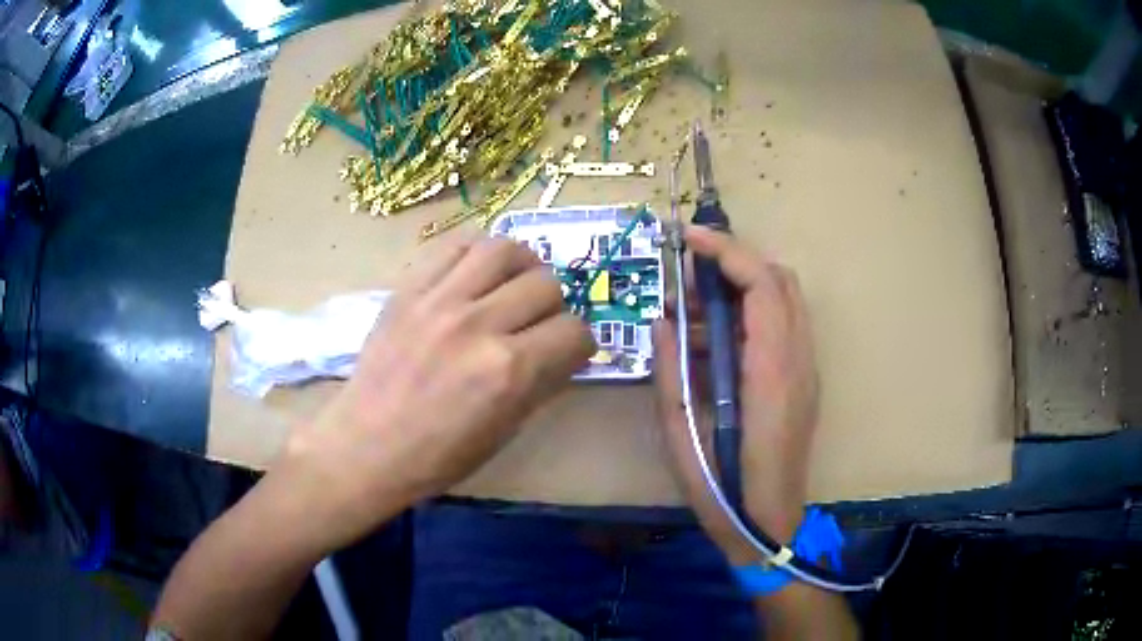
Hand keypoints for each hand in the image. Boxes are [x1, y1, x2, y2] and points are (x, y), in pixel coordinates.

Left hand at [274, 236, 595, 552]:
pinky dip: (476, 255)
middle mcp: (479, 325)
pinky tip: (474, 275)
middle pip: (547, 285)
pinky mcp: (408, 289)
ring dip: (522, 267)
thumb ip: (541, 382)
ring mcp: (440, 300)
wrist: (367, 446)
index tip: (567, 352)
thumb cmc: (438, 456)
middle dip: (554, 307)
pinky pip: (455, 246)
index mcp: (509, 371)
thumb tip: (564, 349)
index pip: (575, 332)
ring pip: (505, 250)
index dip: (579, 344)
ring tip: (512, 285)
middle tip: (537, 323)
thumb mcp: (505, 430)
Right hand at [654, 226, 818, 564]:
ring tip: (692, 311)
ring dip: (740, 288)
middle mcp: (798, 361)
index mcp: (771, 372)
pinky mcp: (802, 381)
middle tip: (686, 279)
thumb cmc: (722, 489)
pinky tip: (713, 342)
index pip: (762, 285)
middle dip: (733, 263)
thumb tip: (663, 322)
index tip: (688, 239)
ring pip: (784, 300)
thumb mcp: (680, 433)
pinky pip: (782, 326)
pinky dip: (749, 314)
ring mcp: (806, 370)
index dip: (726, 252)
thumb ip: (671, 372)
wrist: (768, 524)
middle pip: (779, 280)